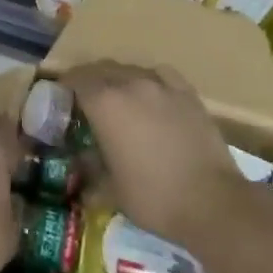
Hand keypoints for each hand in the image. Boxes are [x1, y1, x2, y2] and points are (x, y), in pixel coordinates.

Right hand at [61, 62, 250, 251]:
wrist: (212, 202)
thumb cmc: (154, 198)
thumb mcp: (111, 190)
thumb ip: (92, 167)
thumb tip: (82, 160)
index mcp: (105, 104)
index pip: (77, 80)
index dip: (66, 85)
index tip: (61, 95)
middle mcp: (130, 84)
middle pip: (102, 69)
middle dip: (90, 79)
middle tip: (86, 98)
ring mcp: (161, 85)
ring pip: (131, 70)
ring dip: (119, 79)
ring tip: (119, 97)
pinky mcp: (187, 93)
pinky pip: (161, 75)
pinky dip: (150, 80)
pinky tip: (152, 93)